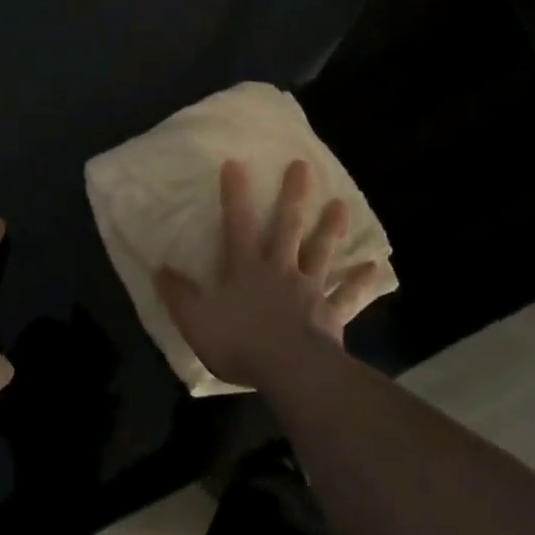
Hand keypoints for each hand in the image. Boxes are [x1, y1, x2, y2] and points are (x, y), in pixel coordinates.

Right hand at [155, 159, 386, 390]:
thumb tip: (159, 268)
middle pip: (287, 227)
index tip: (236, 163)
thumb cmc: (240, 343)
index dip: (234, 194)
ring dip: (331, 229)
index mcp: (246, 268)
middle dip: (294, 196)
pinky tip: (375, 268)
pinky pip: (347, 296)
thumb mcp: (196, 321)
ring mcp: (309, 290)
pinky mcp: (330, 314)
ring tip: (342, 204)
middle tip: (302, 166)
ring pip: (320, 253)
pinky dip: (360, 282)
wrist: (290, 370)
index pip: (237, 224)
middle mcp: (280, 270)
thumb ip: (178, 295)